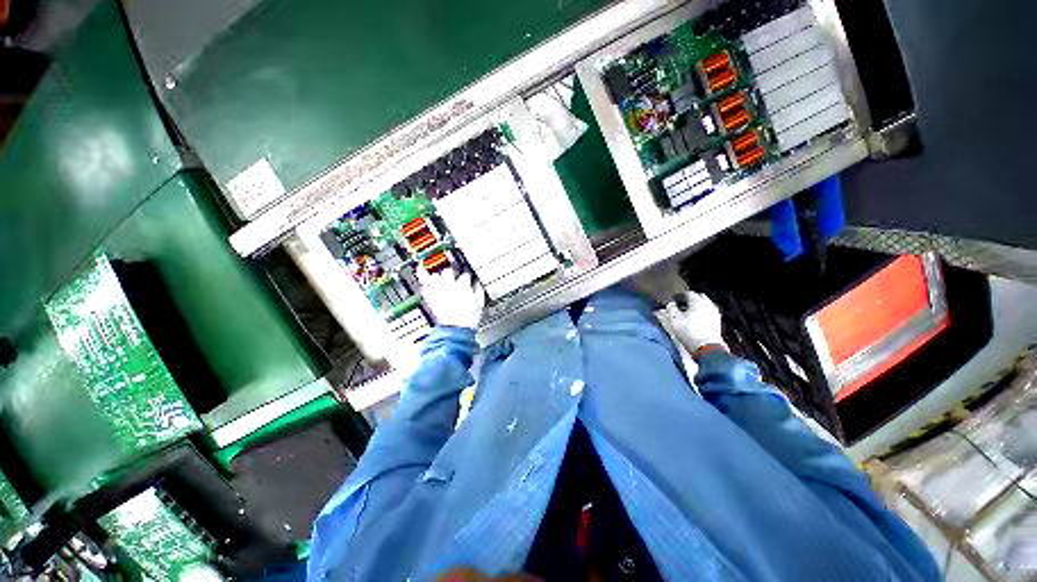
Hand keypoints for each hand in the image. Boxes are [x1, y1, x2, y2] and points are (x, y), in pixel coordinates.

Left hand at [418, 268, 485, 329]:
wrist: (455, 330)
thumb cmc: (468, 318)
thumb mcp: (480, 302)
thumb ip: (478, 289)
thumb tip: (477, 282)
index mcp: (463, 284)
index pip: (465, 273)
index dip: (467, 274)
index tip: (468, 276)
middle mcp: (449, 284)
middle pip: (450, 270)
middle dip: (452, 271)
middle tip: (453, 273)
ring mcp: (438, 289)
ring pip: (436, 274)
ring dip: (439, 273)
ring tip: (440, 274)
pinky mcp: (429, 295)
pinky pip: (423, 280)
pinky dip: (421, 272)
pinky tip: (420, 266)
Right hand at [665, 291, 726, 355]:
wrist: (706, 348)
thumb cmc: (688, 332)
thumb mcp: (675, 320)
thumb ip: (672, 309)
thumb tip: (670, 303)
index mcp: (698, 302)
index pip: (689, 293)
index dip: (680, 295)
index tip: (674, 299)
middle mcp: (708, 305)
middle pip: (699, 297)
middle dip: (691, 298)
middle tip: (682, 303)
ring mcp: (715, 313)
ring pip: (706, 304)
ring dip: (697, 305)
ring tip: (689, 311)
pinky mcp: (717, 322)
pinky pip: (709, 312)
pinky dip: (703, 312)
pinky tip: (697, 318)